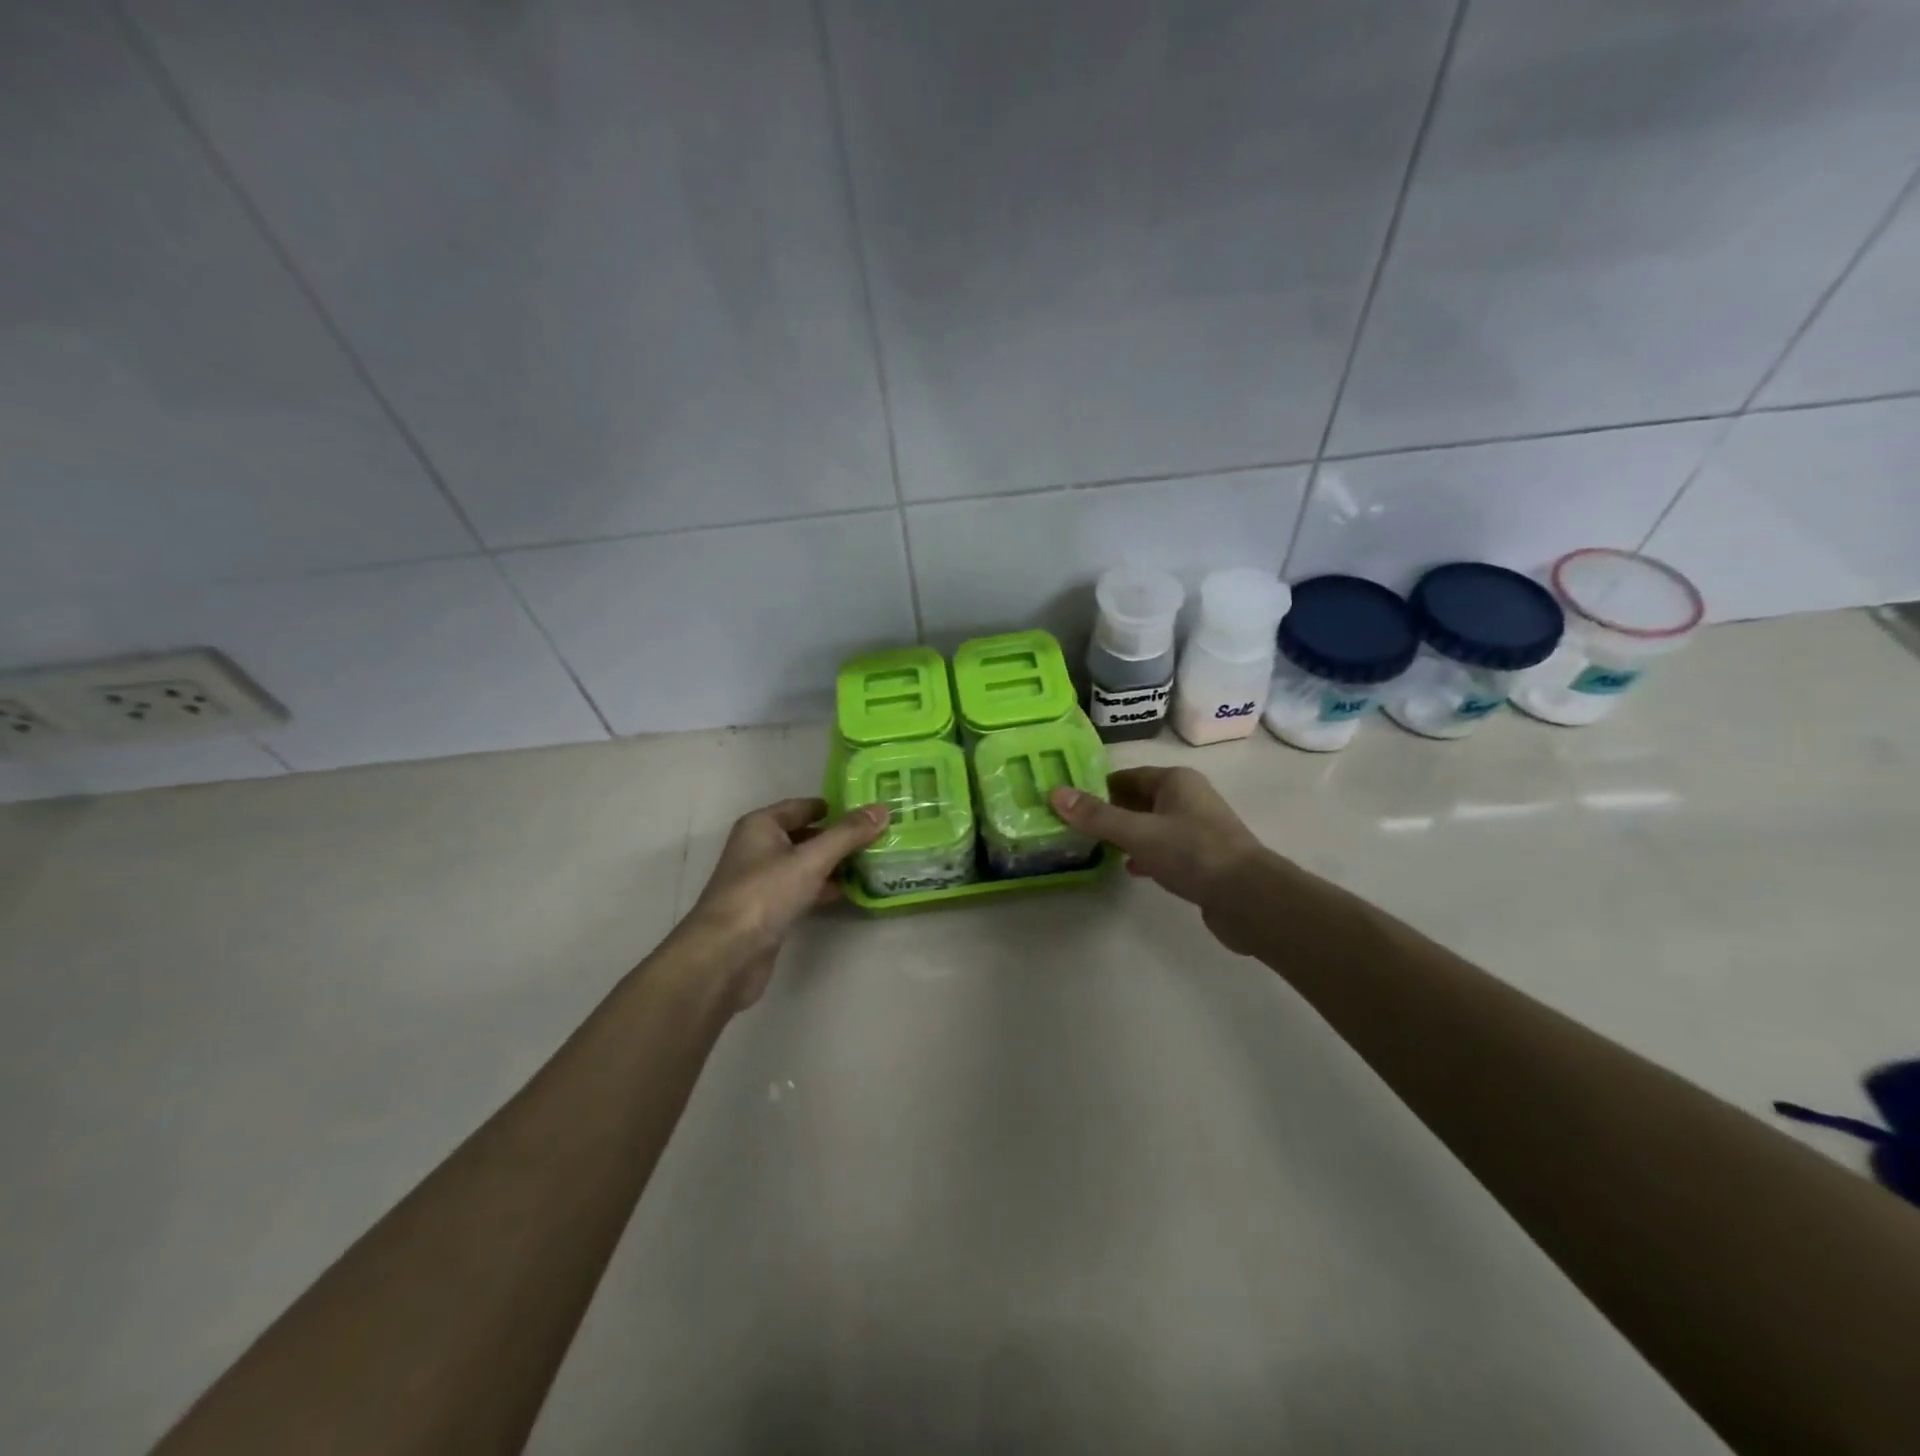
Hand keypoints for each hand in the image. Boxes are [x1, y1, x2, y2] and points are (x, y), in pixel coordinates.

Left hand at [681, 797, 887, 1009]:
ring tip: (873, 862)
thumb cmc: (765, 894)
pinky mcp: (768, 910)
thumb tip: (882, 809)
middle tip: (879, 837)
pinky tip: (851, 892)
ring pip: (805, 864)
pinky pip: (802, 889)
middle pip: (806, 835)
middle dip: (839, 837)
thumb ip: (848, 834)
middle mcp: (758, 848)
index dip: (836, 807)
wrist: (725, 955)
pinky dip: (824, 888)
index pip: (804, 806)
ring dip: (834, 864)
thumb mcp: (811, 859)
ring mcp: (762, 881)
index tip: (870, 811)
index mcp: (761, 826)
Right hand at [1050, 767, 1267, 949]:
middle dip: (1108, 812)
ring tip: (1093, 847)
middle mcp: (1188, 798)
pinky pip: (1164, 849)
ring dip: (1125, 834)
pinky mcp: (1202, 858)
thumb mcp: (1138, 832)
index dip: (1096, 788)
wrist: (1249, 898)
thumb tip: (1054, 793)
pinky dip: (1144, 854)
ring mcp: (1197, 829)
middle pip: (1137, 799)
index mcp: (1176, 781)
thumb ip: (1096, 816)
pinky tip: (1129, 868)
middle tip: (1073, 827)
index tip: (1068, 803)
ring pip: (1150, 825)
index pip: (1126, 776)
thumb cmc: (1193, 853)